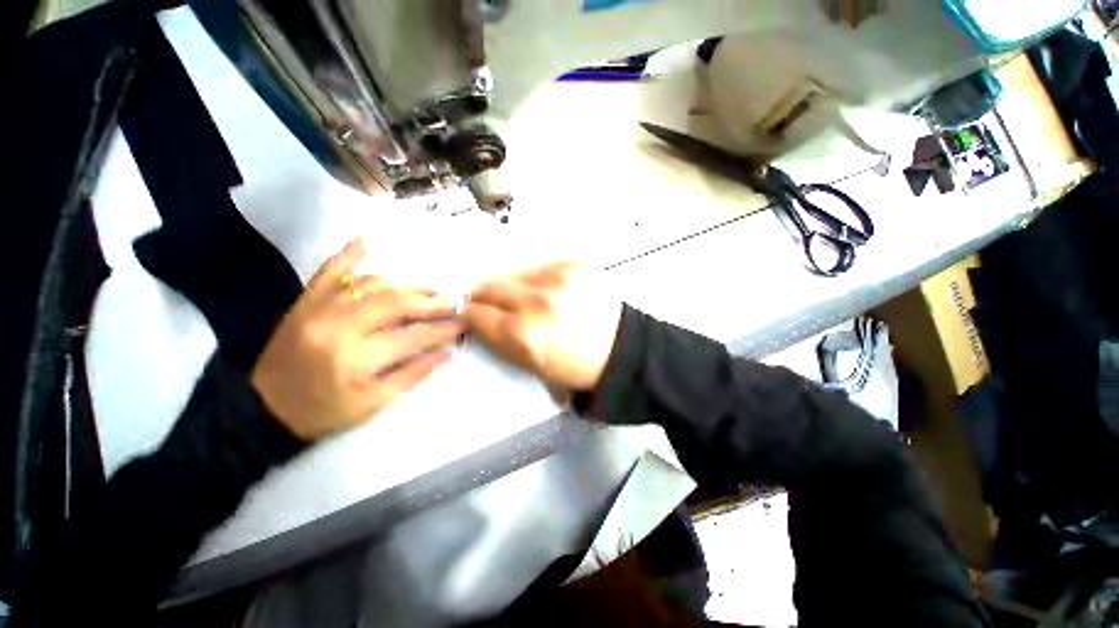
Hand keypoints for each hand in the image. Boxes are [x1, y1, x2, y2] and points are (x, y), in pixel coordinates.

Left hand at [252, 240, 463, 440]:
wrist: (262, 410)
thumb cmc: (323, 412)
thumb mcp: (373, 404)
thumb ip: (413, 375)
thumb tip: (447, 353)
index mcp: (355, 359)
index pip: (412, 338)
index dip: (443, 330)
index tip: (464, 324)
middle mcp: (337, 327)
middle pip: (394, 303)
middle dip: (430, 302)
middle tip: (452, 301)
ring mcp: (317, 309)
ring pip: (370, 284)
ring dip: (405, 282)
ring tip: (428, 286)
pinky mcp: (303, 302)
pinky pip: (327, 270)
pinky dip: (348, 254)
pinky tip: (368, 240)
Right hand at [466, 262, 622, 391]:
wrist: (619, 351)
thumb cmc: (574, 367)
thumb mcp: (528, 365)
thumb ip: (497, 337)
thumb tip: (475, 315)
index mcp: (523, 336)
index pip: (475, 312)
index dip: (469, 313)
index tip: (470, 313)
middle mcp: (537, 303)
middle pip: (489, 287)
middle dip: (484, 296)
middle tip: (489, 302)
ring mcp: (558, 279)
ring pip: (512, 271)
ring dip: (509, 284)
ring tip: (522, 297)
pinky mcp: (575, 265)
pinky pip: (539, 265)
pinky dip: (536, 276)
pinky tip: (546, 289)